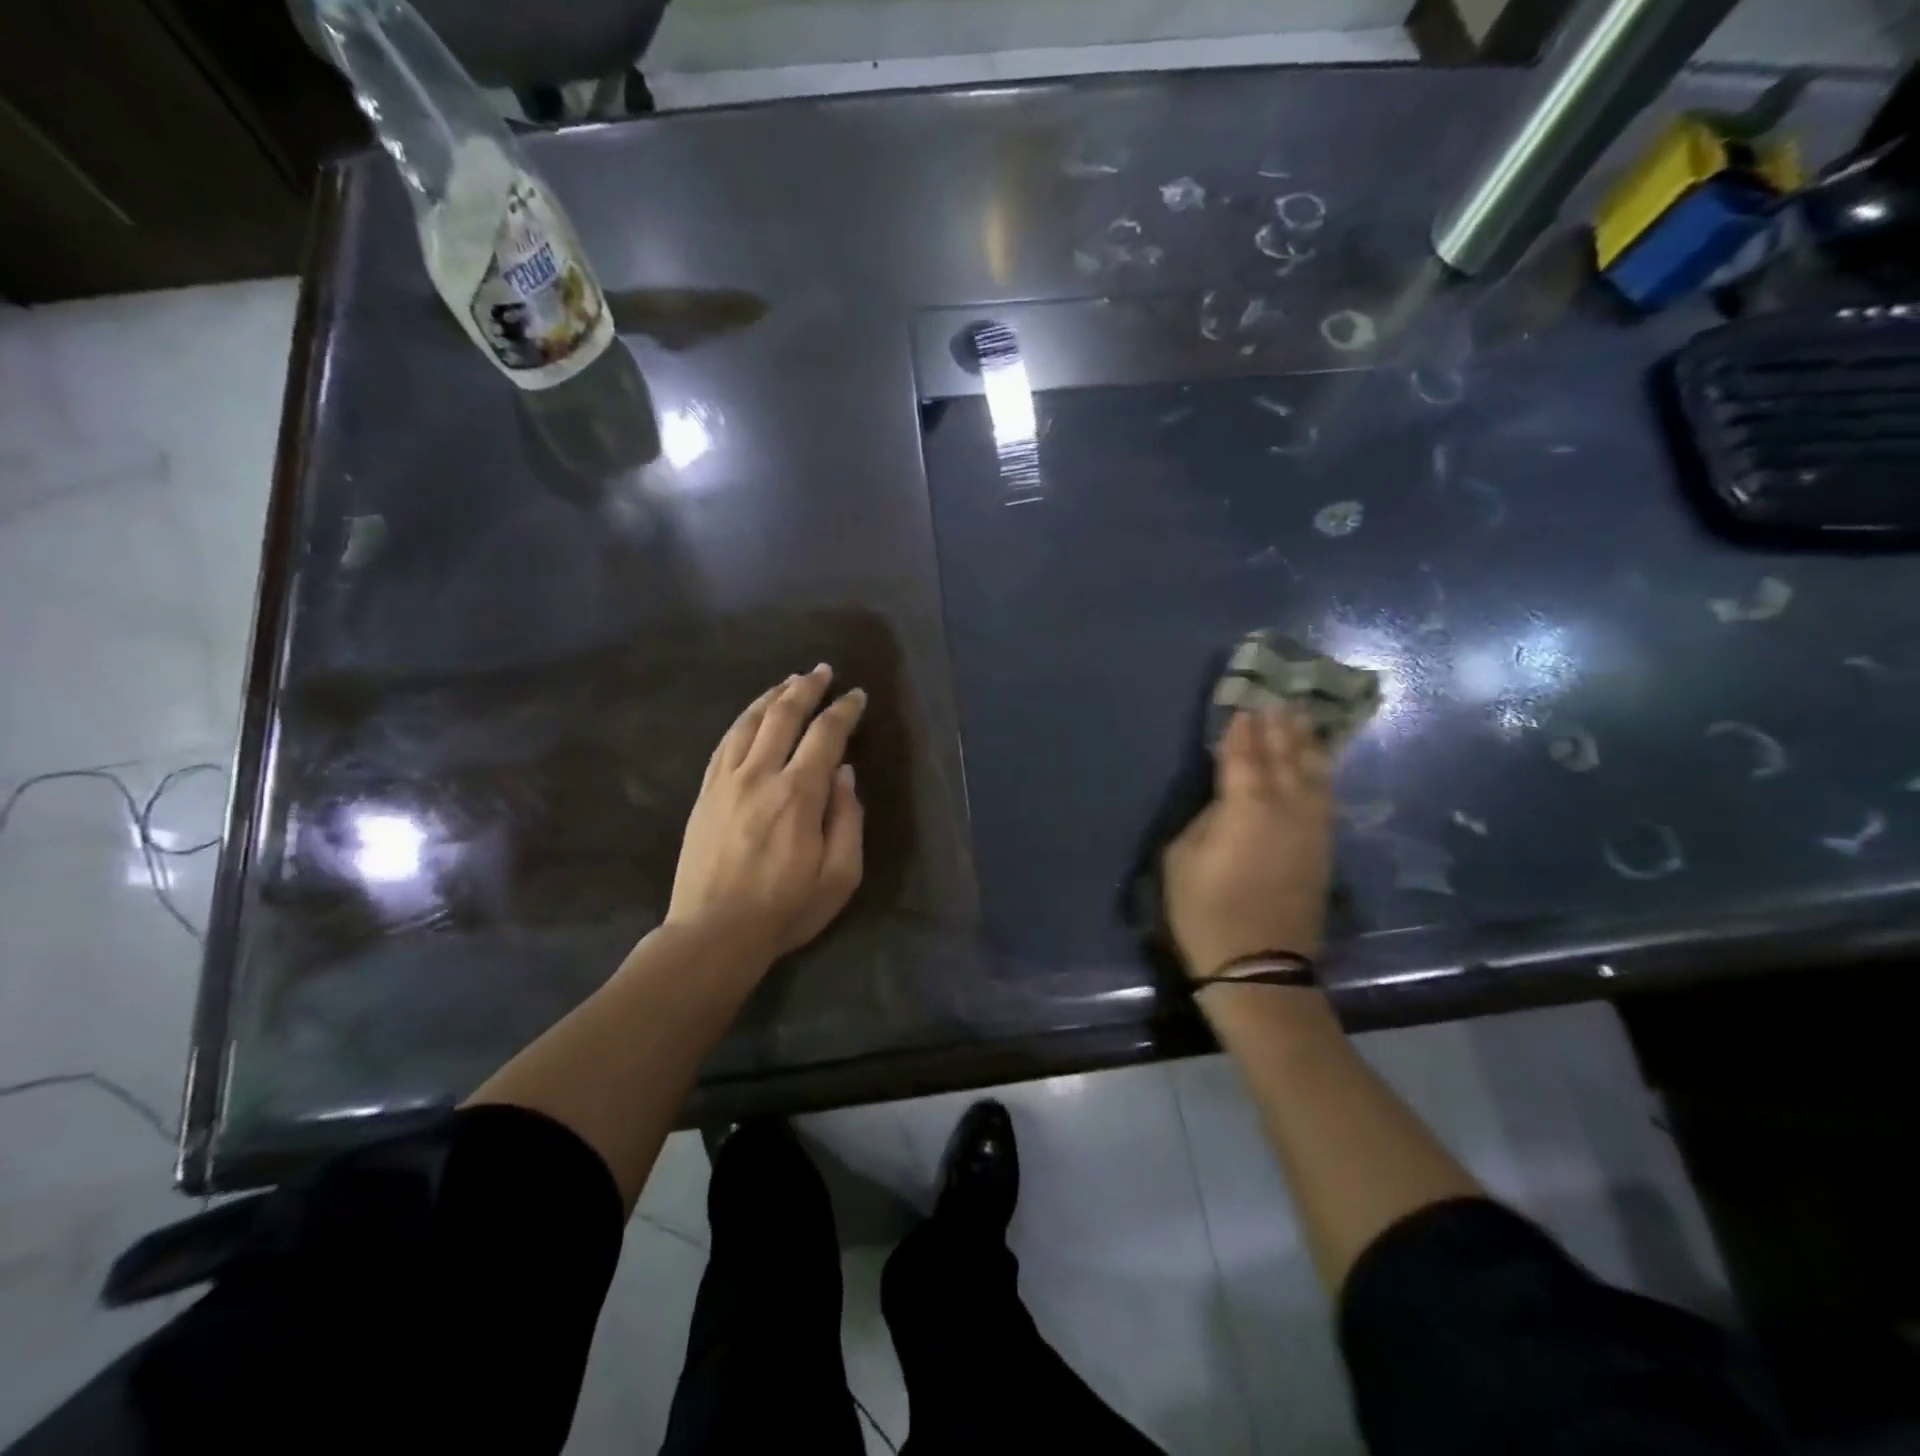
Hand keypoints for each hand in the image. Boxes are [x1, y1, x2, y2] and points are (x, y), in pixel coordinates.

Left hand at [668, 664, 866, 960]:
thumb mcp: (840, 876)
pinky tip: (752, 715)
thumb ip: (848, 820)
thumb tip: (845, 774)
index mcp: (798, 794)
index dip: (844, 710)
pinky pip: (724, 743)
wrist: (713, 934)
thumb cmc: (785, 909)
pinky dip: (742, 720)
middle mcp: (760, 776)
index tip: (857, 696)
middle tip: (822, 671)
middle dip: (806, 688)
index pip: (826, 735)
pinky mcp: (705, 794)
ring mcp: (726, 782)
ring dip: (772, 696)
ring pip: (749, 722)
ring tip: (789, 681)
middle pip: (783, 715)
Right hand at [1163, 708, 1333, 978]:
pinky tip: (1319, 764)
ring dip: (1306, 743)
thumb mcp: (1181, 859)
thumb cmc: (1205, 911)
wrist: (1259, 966)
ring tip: (1302, 719)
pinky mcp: (1323, 849)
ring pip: (1313, 773)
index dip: (1243, 730)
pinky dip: (1322, 774)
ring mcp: (1311, 828)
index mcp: (1246, 807)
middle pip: (1284, 756)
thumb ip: (1204, 819)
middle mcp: (1285, 808)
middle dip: (1279, 726)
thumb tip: (1224, 803)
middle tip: (1277, 699)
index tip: (1244, 705)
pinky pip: (1325, 798)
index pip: (1245, 755)